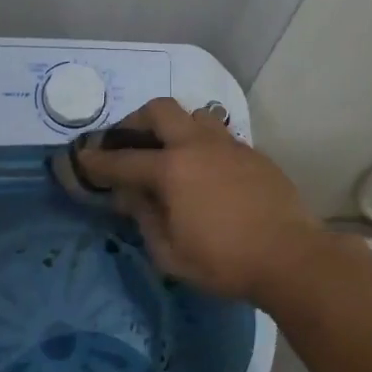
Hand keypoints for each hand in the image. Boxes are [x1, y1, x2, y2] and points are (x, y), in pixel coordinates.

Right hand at [75, 98, 346, 304]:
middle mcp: (198, 145)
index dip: (97, 160)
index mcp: (172, 169)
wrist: (290, 256)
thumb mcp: (170, 253)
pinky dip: (201, 142)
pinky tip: (203, 169)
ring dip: (173, 125)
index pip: (123, 160)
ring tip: (168, 151)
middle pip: (159, 110)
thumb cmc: (224, 262)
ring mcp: (229, 144)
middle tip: (127, 142)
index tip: (82, 159)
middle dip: (135, 120)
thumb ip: (144, 217)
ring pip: (194, 114)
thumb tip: (129, 194)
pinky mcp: (252, 152)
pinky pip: (219, 134)